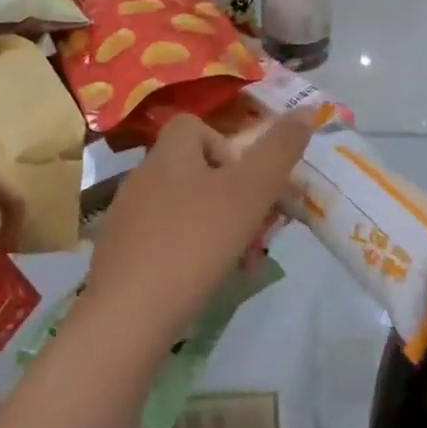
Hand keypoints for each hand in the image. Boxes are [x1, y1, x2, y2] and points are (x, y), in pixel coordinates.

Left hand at [82, 114, 309, 348]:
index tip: (248, 181)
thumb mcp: (249, 192)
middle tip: (257, 230)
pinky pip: (165, 241)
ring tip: (240, 264)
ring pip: (185, 209)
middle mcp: (143, 178)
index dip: (227, 146)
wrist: (126, 317)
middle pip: (196, 171)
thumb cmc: (194, 243)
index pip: (195, 126)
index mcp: (168, 154)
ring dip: (218, 229)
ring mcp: (127, 218)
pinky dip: (190, 254)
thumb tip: (306, 110)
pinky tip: (204, 282)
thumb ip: (279, 151)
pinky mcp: (120, 256)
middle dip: (234, 197)